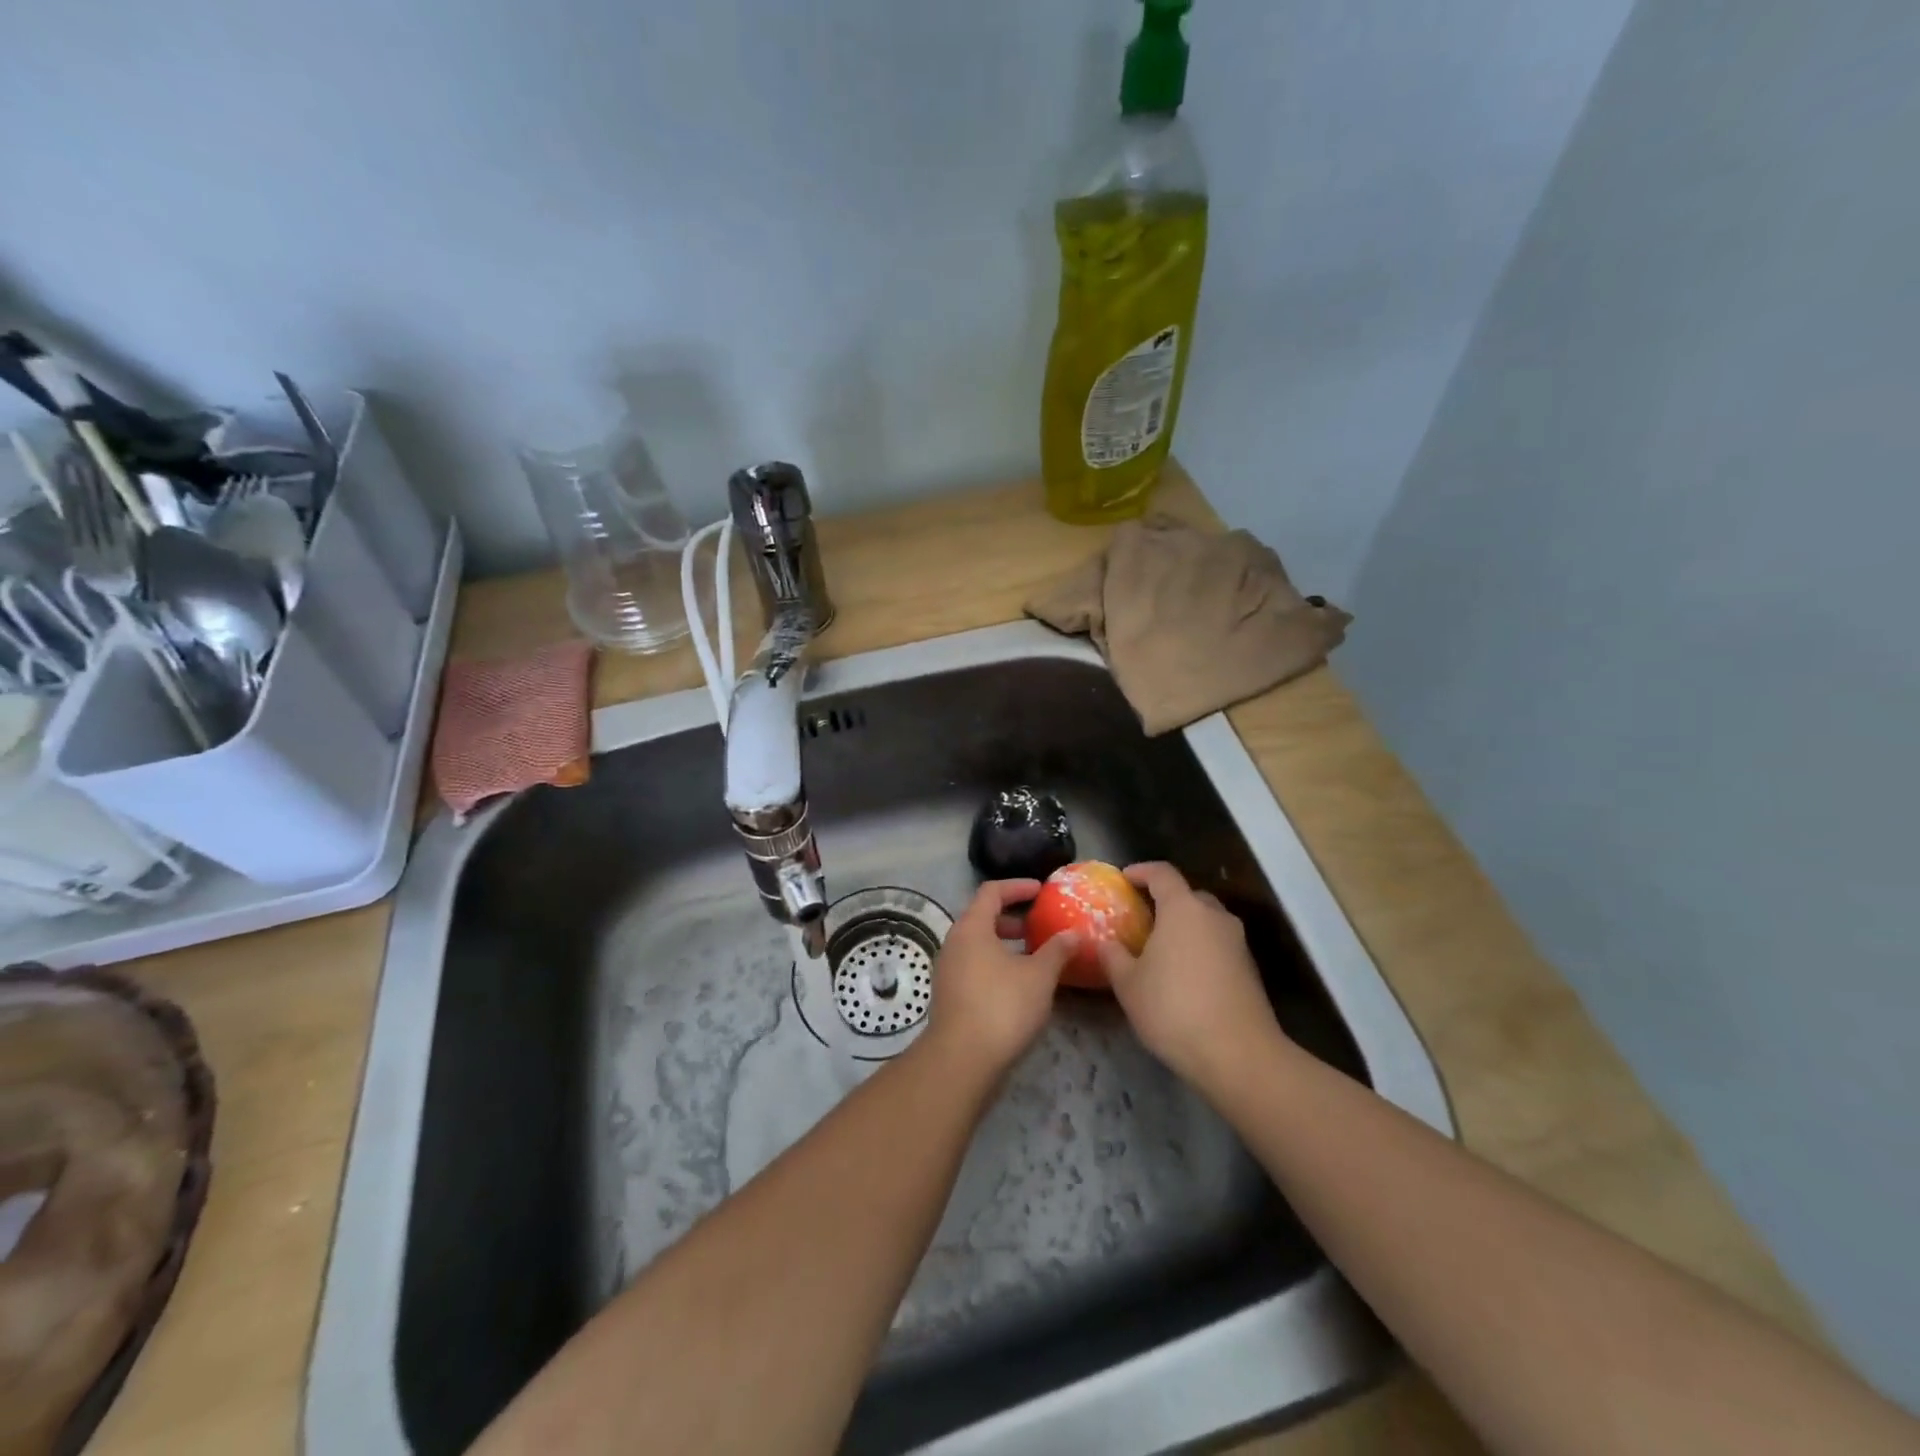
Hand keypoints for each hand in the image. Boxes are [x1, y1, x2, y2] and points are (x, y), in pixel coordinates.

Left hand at [922, 879, 1078, 1079]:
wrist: (961, 1060)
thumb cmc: (1002, 1006)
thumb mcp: (1039, 976)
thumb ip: (1057, 950)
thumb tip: (1073, 934)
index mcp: (971, 928)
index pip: (991, 892)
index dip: (1017, 887)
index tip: (1041, 890)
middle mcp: (954, 943)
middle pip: (981, 918)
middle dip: (1011, 919)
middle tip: (1038, 926)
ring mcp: (947, 971)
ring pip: (977, 945)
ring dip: (1004, 945)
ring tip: (1033, 957)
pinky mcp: (949, 996)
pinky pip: (974, 967)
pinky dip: (995, 965)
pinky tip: (1018, 985)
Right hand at [1096, 862, 1288, 1095]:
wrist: (1238, 1055)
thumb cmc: (1173, 1009)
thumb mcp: (1129, 985)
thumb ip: (1113, 957)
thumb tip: (1105, 943)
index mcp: (1183, 909)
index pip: (1162, 873)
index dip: (1141, 871)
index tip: (1124, 879)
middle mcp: (1214, 916)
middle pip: (1188, 895)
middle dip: (1164, 901)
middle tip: (1141, 918)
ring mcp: (1237, 942)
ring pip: (1206, 922)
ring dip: (1184, 927)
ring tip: (1160, 949)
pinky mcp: (1249, 969)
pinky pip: (1218, 945)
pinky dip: (1199, 949)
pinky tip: (1183, 975)